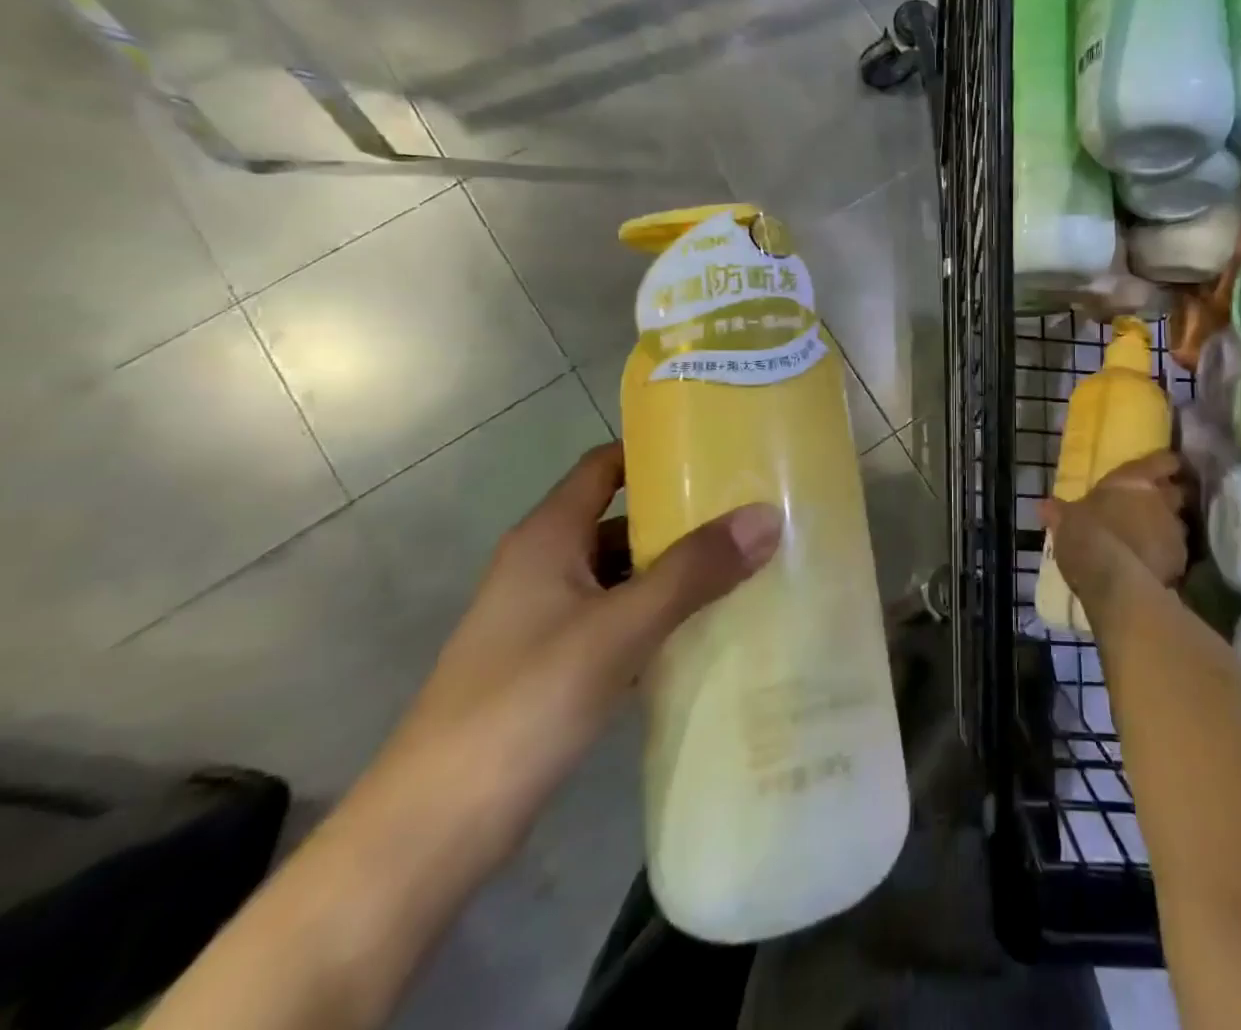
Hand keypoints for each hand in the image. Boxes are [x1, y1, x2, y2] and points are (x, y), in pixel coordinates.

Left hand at [366, 442, 781, 862]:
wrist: (430, 834)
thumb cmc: (523, 705)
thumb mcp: (619, 629)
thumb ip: (694, 571)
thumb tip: (768, 515)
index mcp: (548, 537)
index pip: (605, 466)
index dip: (656, 453)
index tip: (720, 449)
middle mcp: (544, 565)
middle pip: (622, 519)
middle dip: (683, 515)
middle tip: (752, 511)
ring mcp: (545, 618)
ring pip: (623, 573)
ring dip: (676, 568)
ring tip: (746, 563)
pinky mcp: (552, 664)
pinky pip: (619, 617)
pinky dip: (660, 612)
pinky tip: (707, 627)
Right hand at [1039, 452, 1188, 616]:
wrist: (1113, 579)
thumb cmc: (1086, 535)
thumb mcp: (1065, 521)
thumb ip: (1060, 511)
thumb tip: (1044, 505)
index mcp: (1134, 479)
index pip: (1164, 460)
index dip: (1166, 464)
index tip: (1163, 470)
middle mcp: (1161, 498)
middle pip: (1178, 491)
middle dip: (1170, 498)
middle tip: (1153, 507)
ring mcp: (1175, 529)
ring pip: (1179, 523)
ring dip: (1167, 529)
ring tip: (1150, 541)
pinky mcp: (1182, 560)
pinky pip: (1177, 553)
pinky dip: (1167, 557)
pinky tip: (1151, 566)